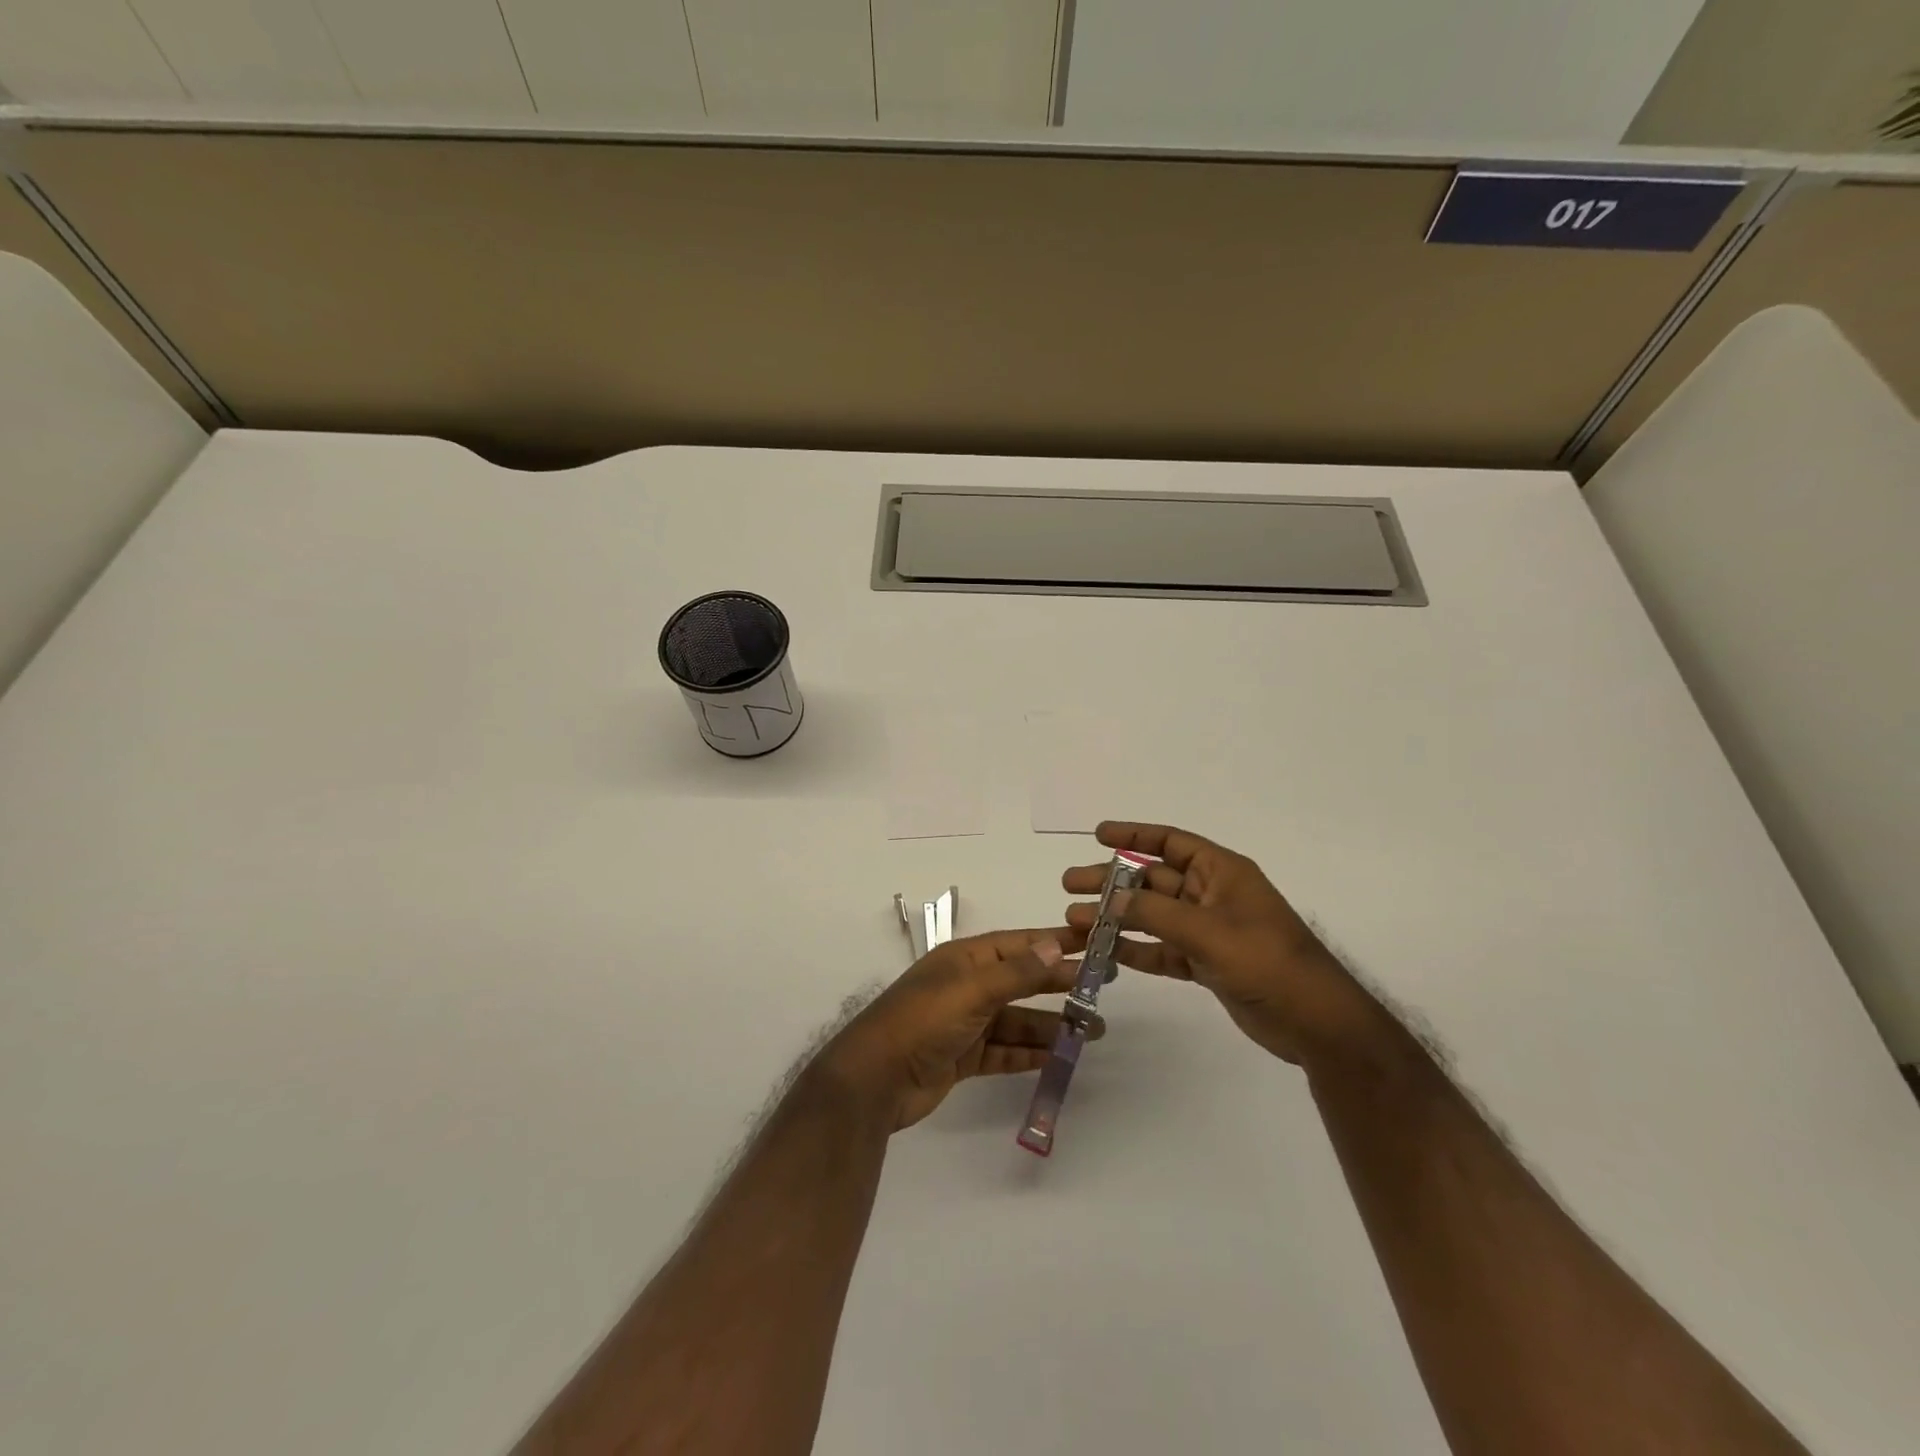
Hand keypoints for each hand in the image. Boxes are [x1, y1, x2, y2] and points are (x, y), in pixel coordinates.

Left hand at [817, 928, 1099, 1130]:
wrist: (875, 1079)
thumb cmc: (923, 1021)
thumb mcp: (972, 990)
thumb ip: (1016, 972)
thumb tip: (1055, 945)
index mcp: (965, 959)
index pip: (1019, 945)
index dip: (1054, 942)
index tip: (1092, 943)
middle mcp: (967, 985)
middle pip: (1022, 980)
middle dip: (1060, 983)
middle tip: (1103, 988)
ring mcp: (965, 1023)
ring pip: (1018, 1019)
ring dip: (1052, 1023)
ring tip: (1094, 1030)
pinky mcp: (963, 1057)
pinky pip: (1005, 1051)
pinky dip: (1030, 1052)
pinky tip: (1059, 1055)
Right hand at [1064, 822, 1374, 1065]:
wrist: (1315, 1022)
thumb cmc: (1267, 962)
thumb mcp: (1209, 931)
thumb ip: (1157, 913)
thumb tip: (1112, 898)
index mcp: (1221, 872)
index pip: (1171, 842)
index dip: (1134, 835)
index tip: (1097, 835)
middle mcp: (1211, 895)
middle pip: (1152, 880)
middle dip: (1111, 881)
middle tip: (1070, 885)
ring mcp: (1208, 930)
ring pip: (1152, 916)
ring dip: (1116, 917)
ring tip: (1074, 921)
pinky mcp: (1206, 963)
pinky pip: (1163, 949)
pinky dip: (1136, 950)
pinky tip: (1105, 953)